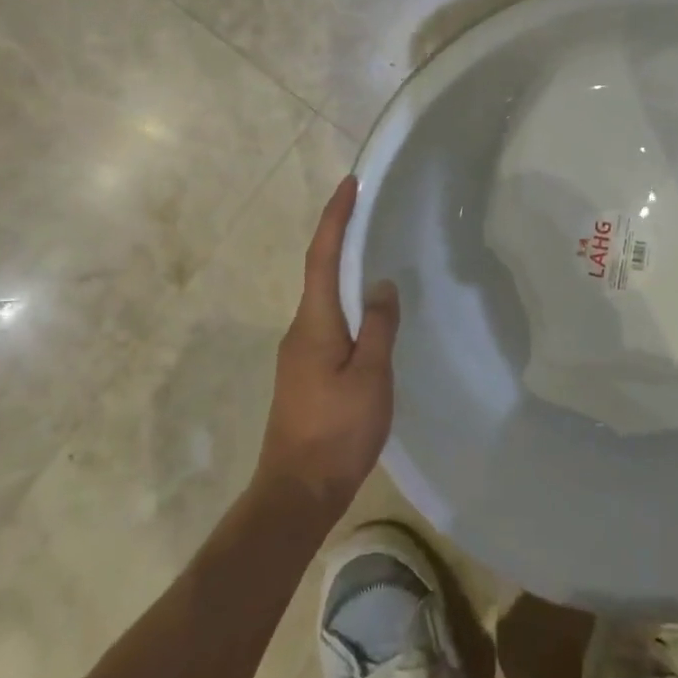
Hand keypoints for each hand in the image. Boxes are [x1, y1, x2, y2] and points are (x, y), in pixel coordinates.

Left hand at [255, 175, 400, 517]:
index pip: (323, 255)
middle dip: (340, 236)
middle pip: (320, 271)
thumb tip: (381, 284)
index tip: (350, 184)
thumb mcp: (370, 375)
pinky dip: (347, 304)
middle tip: (368, 211)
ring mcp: (299, 353)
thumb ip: (378, 326)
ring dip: (345, 271)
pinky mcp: (304, 374)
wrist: (296, 493)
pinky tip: (368, 316)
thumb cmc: (337, 431)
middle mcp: (300, 329)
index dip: (335, 217)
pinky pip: (328, 323)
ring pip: (325, 299)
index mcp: (314, 321)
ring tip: (375, 256)